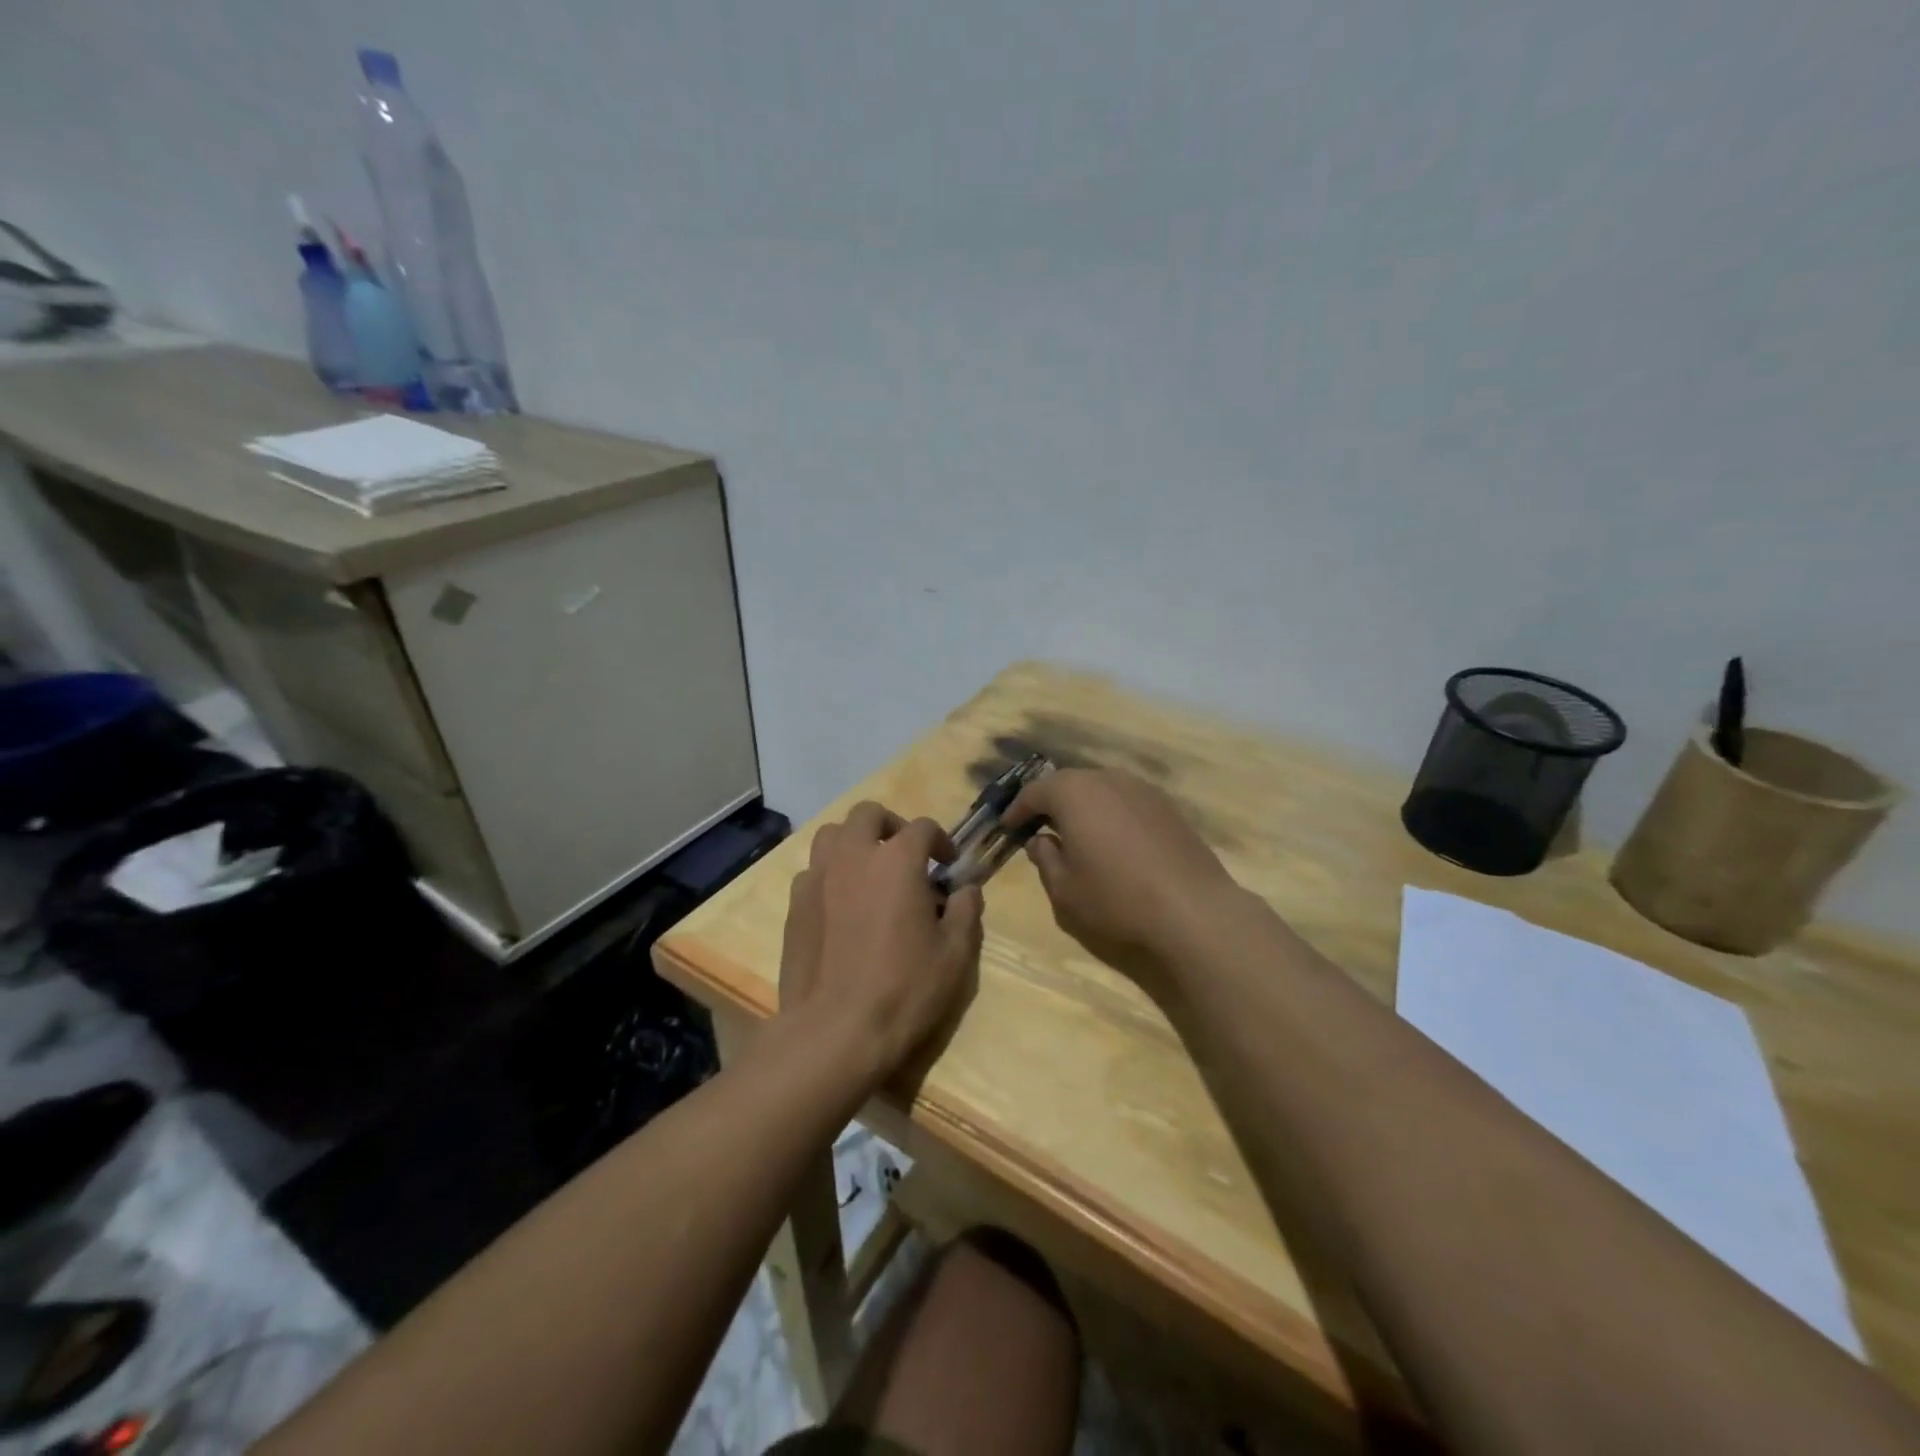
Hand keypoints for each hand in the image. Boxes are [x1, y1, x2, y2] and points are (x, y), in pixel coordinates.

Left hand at [777, 802, 983, 1087]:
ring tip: (869, 870)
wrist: (835, 1031)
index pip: (922, 827)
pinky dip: (830, 874)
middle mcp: (854, 856)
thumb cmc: (904, 990)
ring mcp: (818, 877)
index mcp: (897, 860)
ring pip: (832, 835)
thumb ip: (965, 911)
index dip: (940, 840)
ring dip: (854, 842)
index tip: (948, 864)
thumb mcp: (954, 955)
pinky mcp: (794, 904)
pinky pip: (813, 871)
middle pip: (868, 814)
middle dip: (890, 825)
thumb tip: (966, 889)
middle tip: (905, 855)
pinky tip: (841, 905)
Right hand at [1006, 769, 1240, 988]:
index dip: (1017, 810)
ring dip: (1083, 807)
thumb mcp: (1064, 888)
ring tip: (1076, 835)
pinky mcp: (1168, 807)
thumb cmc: (1116, 899)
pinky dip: (1111, 814)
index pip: (1035, 792)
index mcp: (1074, 793)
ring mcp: (1143, 790)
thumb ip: (1044, 858)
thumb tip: (1041, 840)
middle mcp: (1108, 779)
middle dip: (1050, 803)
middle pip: (1069, 783)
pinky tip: (1114, 842)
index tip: (1008, 827)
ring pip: (1101, 790)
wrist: (1193, 911)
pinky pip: (1127, 802)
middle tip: (1038, 828)